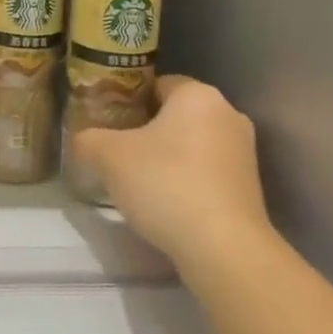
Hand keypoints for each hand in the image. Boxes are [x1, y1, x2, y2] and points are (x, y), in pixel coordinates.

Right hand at [71, 76, 271, 277]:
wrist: (224, 249)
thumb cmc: (165, 183)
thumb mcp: (108, 156)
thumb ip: (87, 139)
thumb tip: (81, 140)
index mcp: (197, 94)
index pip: (155, 84)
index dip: (127, 101)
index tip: (108, 123)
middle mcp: (227, 114)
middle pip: (174, 114)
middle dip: (146, 130)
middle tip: (117, 151)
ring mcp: (244, 152)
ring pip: (192, 143)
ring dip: (167, 156)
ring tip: (138, 180)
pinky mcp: (251, 187)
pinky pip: (207, 170)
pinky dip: (186, 179)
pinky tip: (166, 202)